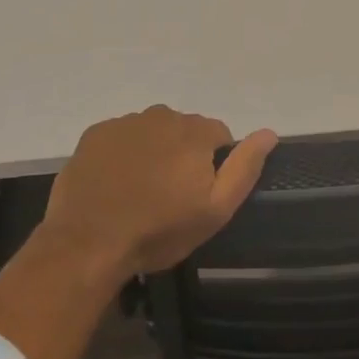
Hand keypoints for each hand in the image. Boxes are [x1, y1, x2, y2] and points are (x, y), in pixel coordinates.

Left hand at [42, 106, 276, 276]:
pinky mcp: (95, 134)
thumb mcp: (215, 210)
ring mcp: (125, 123)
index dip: (212, 165)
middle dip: (182, 155)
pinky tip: (115, 183)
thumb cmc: (159, 230)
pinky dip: (123, 154)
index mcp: (194, 132)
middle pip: (183, 130)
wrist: (88, 243)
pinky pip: (121, 137)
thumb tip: (270, 132)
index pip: (219, 135)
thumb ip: (244, 167)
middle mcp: (161, 115)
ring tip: (140, 191)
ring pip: (151, 132)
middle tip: (169, 196)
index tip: (198, 194)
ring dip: (152, 152)